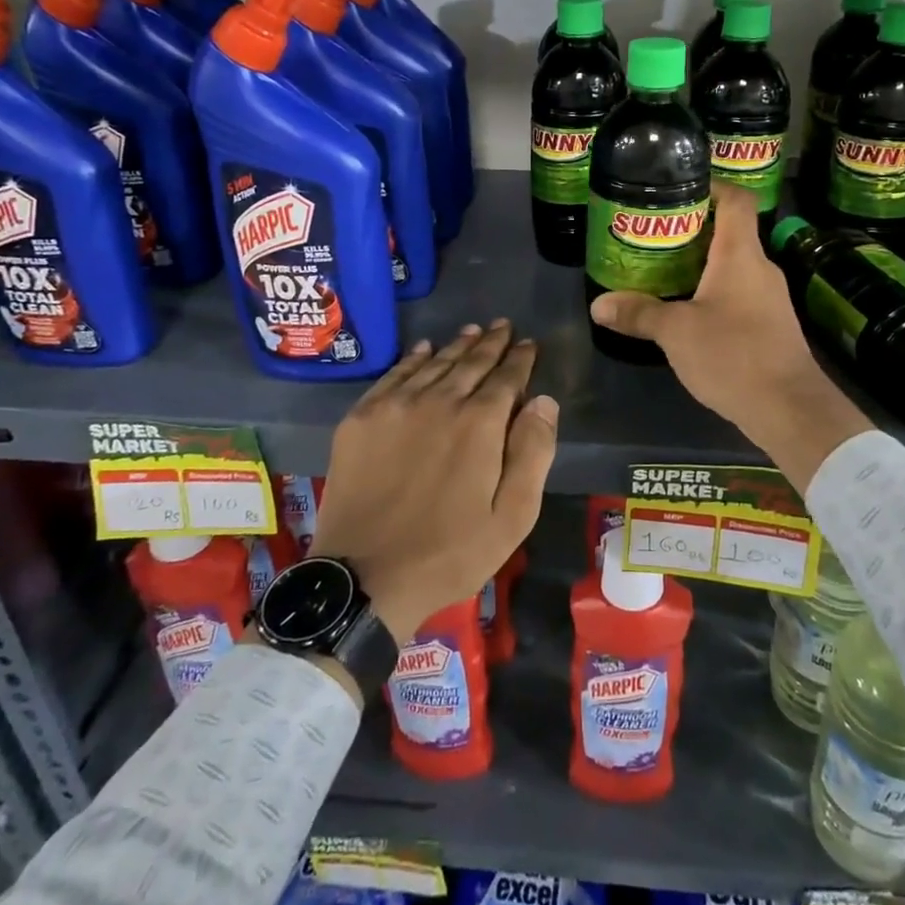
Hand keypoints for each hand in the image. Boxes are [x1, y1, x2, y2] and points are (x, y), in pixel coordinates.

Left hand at [309, 321, 557, 646]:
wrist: (364, 578)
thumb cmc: (450, 553)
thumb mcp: (512, 517)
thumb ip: (533, 452)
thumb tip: (543, 400)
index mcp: (480, 424)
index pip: (506, 377)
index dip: (520, 358)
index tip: (529, 344)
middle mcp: (439, 401)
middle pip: (470, 362)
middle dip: (491, 343)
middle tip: (504, 326)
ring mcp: (395, 406)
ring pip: (434, 363)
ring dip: (457, 345)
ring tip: (473, 331)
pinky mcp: (361, 418)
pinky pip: (394, 375)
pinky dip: (413, 358)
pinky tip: (424, 349)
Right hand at [589, 185, 870, 488]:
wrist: (789, 408)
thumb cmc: (733, 355)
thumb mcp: (676, 333)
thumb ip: (639, 314)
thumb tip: (598, 305)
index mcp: (740, 255)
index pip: (736, 199)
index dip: (711, 185)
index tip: (678, 189)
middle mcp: (760, 268)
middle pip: (730, 231)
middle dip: (693, 229)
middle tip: (654, 234)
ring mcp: (770, 297)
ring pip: (733, 266)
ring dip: (702, 264)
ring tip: (663, 270)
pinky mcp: (771, 324)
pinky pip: (739, 293)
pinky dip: (713, 292)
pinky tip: (688, 311)